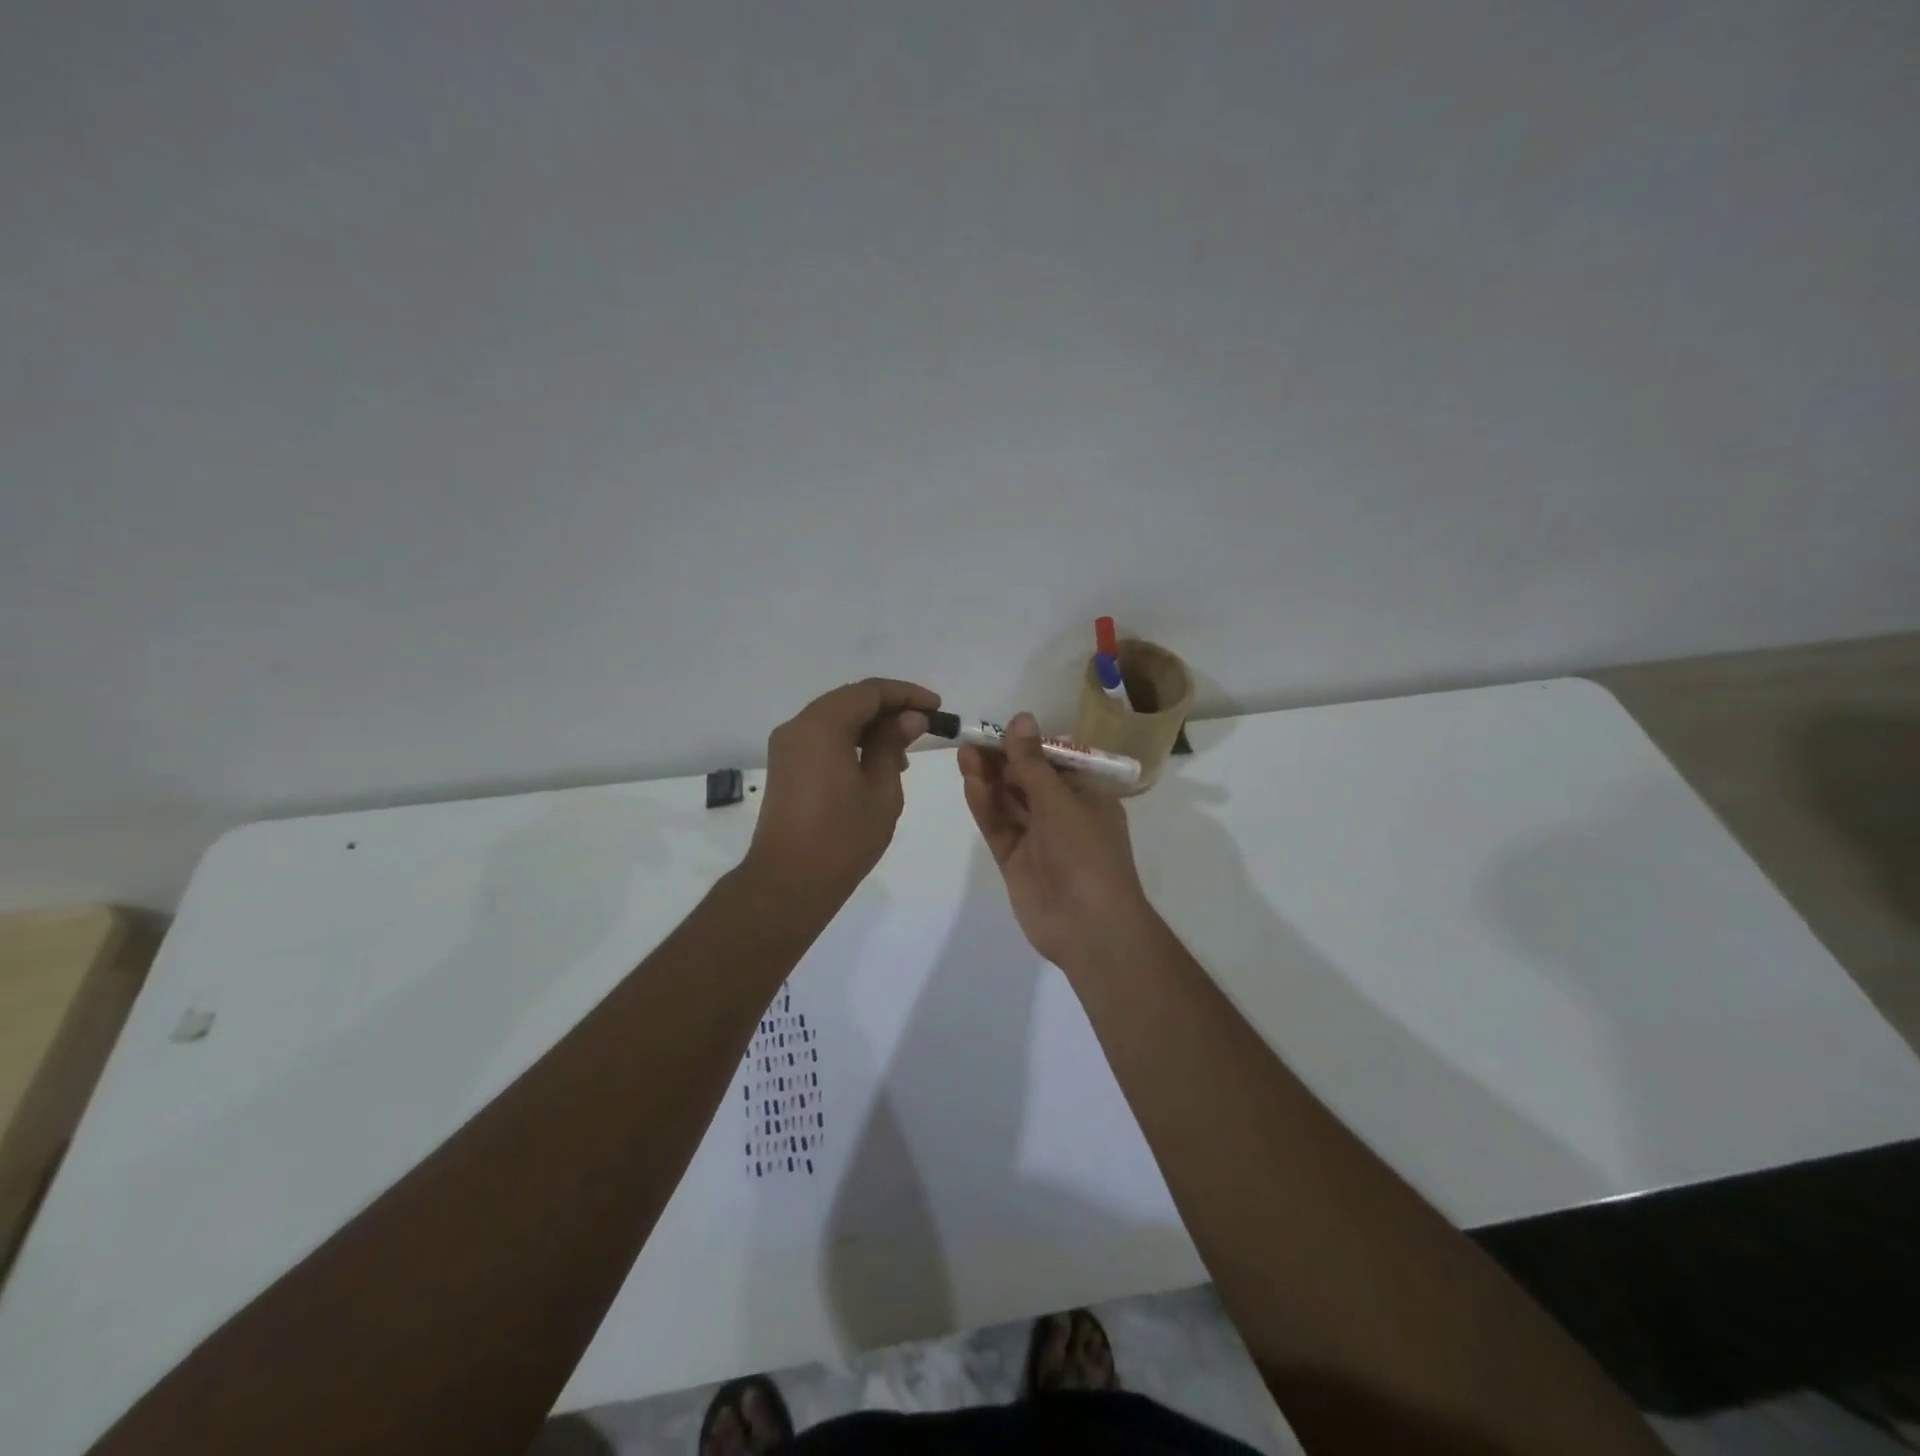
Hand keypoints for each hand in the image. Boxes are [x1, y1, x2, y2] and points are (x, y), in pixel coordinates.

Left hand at [746, 678, 939, 908]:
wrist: (789, 882)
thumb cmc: (842, 838)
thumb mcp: (881, 789)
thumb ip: (893, 745)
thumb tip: (910, 718)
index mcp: (821, 726)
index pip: (869, 691)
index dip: (906, 694)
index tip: (936, 707)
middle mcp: (798, 727)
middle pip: (849, 700)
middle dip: (889, 708)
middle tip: (924, 726)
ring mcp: (787, 747)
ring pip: (835, 719)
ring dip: (870, 726)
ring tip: (903, 753)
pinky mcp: (785, 766)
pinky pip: (822, 739)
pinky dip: (850, 741)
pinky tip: (875, 765)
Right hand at [958, 712, 1153, 968]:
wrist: (1089, 926)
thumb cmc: (1086, 853)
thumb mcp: (1060, 800)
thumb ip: (1033, 762)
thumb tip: (1020, 718)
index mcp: (1088, 797)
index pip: (1055, 763)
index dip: (1027, 746)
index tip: (1000, 729)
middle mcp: (1063, 815)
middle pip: (1027, 781)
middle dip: (1002, 760)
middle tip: (972, 739)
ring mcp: (1038, 839)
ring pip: (1009, 802)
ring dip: (989, 779)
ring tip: (963, 753)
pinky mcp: (1015, 861)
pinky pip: (999, 827)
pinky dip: (986, 806)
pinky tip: (970, 783)